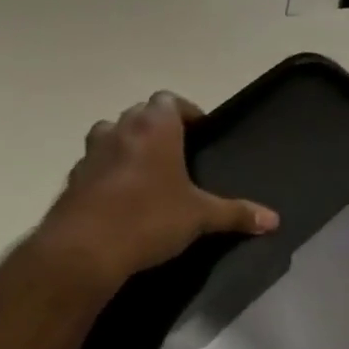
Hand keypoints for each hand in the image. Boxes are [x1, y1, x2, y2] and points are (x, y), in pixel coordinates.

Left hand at [29, 91, 277, 286]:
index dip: (186, 112)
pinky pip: (96, 165)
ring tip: (150, 172)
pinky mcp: (73, 179)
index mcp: (154, 129)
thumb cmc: (151, 218)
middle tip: (179, 154)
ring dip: (129, 144)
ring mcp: (91, 153)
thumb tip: (274, 220)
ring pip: (111, 134)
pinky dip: (109, 172)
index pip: (169, 100)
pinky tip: (124, 199)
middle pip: (139, 113)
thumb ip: (237, 214)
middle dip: (158, 128)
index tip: (200, 132)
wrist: (86, 248)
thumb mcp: (202, 217)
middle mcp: (120, 130)